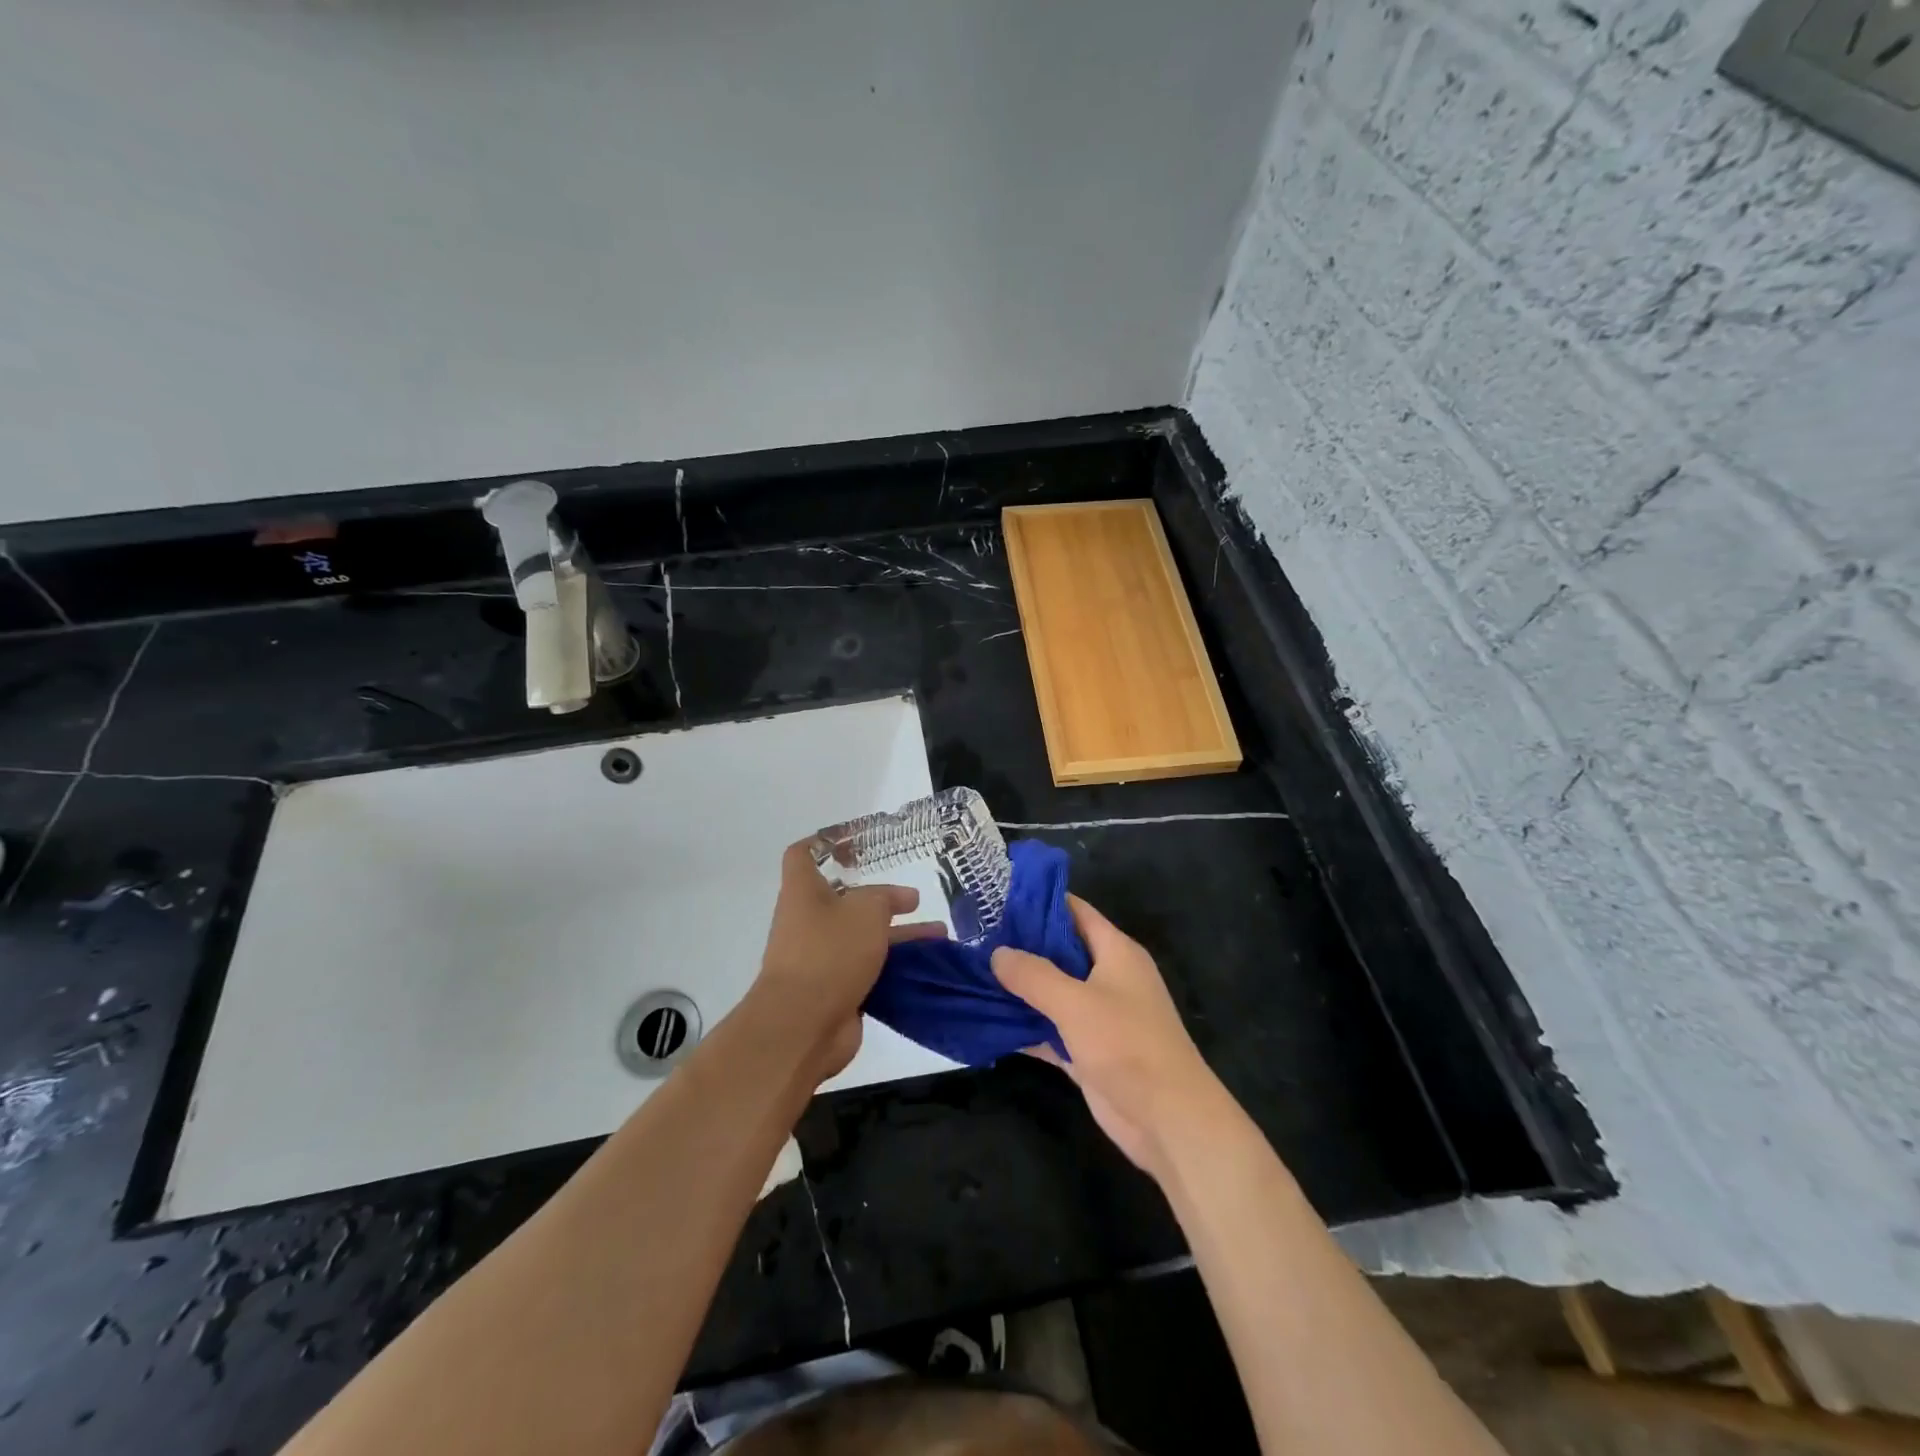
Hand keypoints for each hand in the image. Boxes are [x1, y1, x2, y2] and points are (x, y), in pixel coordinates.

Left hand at [754, 839, 945, 1081]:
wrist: (803, 1025)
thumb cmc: (830, 952)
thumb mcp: (866, 910)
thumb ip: (884, 898)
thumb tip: (898, 899)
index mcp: (803, 893)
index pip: (802, 855)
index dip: (824, 844)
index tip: (854, 843)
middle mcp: (808, 922)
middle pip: (844, 901)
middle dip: (882, 900)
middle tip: (915, 899)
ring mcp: (821, 958)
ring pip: (864, 938)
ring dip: (899, 936)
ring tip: (940, 935)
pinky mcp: (835, 990)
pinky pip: (869, 970)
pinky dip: (895, 967)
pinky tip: (928, 966)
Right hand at [992, 895, 1227, 1180]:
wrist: (1168, 1119)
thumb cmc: (1127, 1045)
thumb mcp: (1076, 1002)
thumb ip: (1034, 975)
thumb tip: (997, 953)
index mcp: (1116, 952)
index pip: (1075, 911)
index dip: (1039, 902)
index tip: (997, 898)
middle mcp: (1108, 977)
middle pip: (1059, 951)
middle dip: (1021, 946)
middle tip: (975, 938)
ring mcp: (1098, 1016)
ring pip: (1052, 992)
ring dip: (1018, 988)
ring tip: (972, 974)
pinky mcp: (1087, 1051)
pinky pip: (1050, 1029)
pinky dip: (1024, 1026)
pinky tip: (986, 1021)